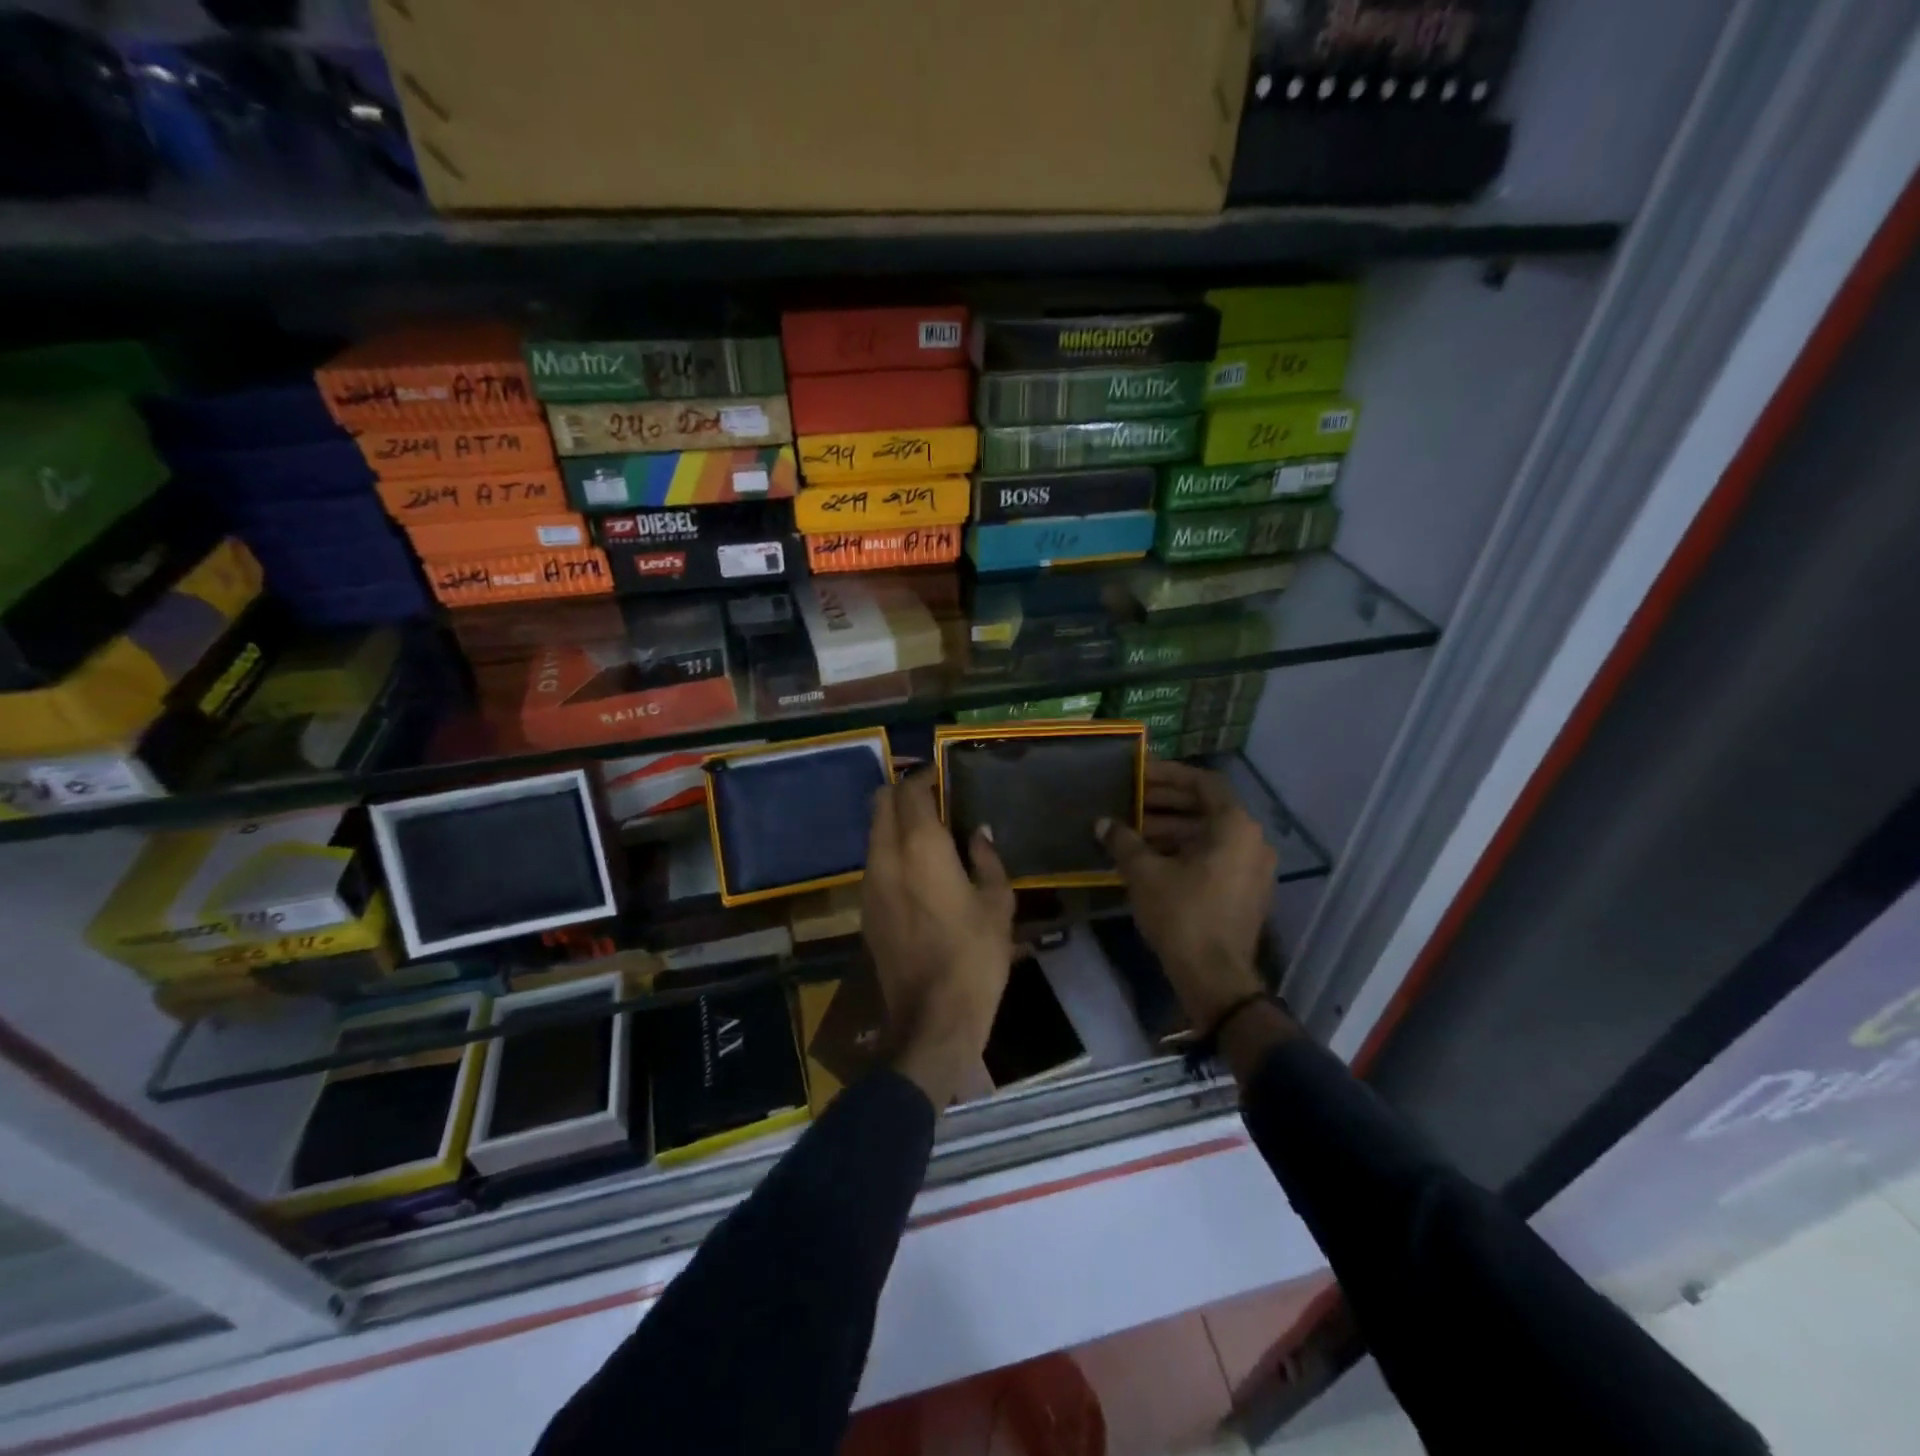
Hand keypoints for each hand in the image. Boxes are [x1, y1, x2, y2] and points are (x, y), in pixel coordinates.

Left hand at [862, 769, 1015, 1108]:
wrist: (932, 1017)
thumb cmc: (975, 956)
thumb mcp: (997, 903)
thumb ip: (987, 859)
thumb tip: (978, 833)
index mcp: (920, 847)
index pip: (910, 791)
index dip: (924, 777)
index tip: (942, 776)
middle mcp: (886, 856)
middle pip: (880, 803)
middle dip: (902, 793)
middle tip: (933, 799)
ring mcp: (869, 883)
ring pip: (873, 833)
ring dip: (894, 822)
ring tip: (927, 832)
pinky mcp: (865, 909)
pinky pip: (873, 862)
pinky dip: (889, 850)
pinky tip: (916, 869)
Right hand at [1100, 760, 1276, 1031]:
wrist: (1214, 978)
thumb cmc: (1182, 914)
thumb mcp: (1144, 873)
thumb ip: (1123, 841)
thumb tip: (1103, 823)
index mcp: (1235, 826)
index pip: (1203, 783)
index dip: (1169, 775)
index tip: (1140, 774)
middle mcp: (1252, 841)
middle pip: (1206, 808)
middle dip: (1166, 803)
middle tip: (1129, 800)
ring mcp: (1253, 868)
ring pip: (1208, 835)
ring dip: (1171, 829)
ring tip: (1132, 830)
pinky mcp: (1245, 892)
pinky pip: (1215, 857)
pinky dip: (1185, 851)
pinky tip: (1150, 858)